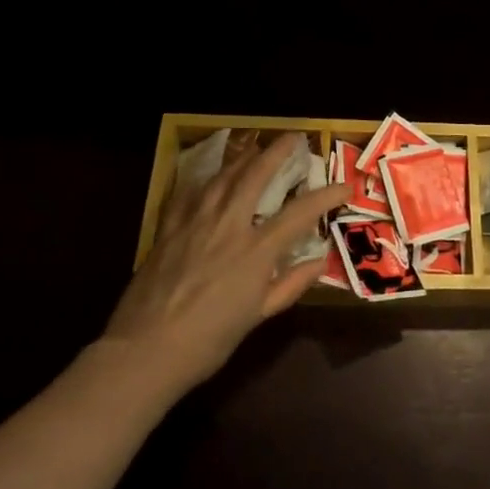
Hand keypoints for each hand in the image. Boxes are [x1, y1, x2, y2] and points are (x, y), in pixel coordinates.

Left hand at [105, 134, 349, 392]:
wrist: (144, 351)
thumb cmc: (208, 340)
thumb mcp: (257, 317)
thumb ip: (290, 285)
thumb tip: (318, 262)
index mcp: (256, 250)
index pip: (300, 213)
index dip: (327, 196)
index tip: (345, 186)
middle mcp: (228, 226)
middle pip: (256, 176)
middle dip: (278, 152)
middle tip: (294, 137)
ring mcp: (195, 223)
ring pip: (222, 177)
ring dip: (243, 158)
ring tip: (255, 147)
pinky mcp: (168, 229)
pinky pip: (189, 193)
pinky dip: (204, 180)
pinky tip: (210, 176)